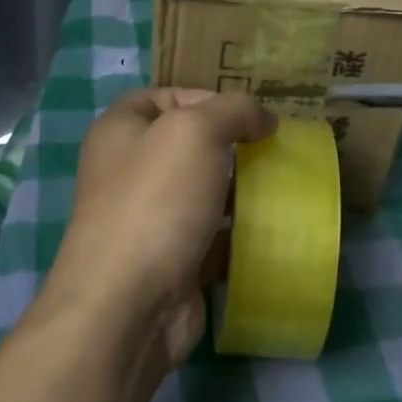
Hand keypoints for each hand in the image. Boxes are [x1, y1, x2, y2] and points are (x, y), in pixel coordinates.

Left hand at [43, 88, 275, 368]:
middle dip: (232, 145)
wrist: (128, 305)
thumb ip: (234, 110)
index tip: (250, 116)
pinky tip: (270, 228)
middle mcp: (128, 170)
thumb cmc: (156, 200)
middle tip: (274, 150)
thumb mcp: (196, 131)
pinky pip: (211, 235)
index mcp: (121, 130)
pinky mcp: (170, 260)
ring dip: (241, 190)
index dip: (208, 98)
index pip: (166, 96)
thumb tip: (264, 118)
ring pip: (204, 192)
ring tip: (281, 186)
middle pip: (189, 145)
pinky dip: (238, 233)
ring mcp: (148, 218)